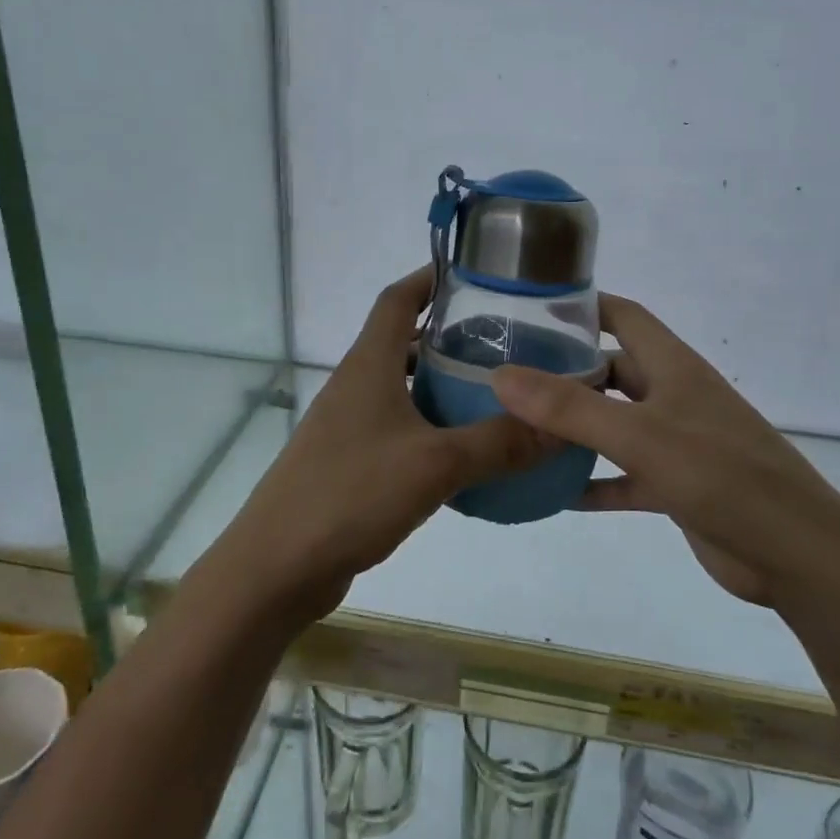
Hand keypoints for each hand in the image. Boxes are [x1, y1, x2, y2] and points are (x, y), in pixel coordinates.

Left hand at [212, 266, 554, 623]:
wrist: (277, 567)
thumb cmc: (351, 495)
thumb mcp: (436, 465)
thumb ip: (500, 443)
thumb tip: (562, 428)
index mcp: (368, 366)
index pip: (397, 299)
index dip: (430, 277)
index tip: (473, 272)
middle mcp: (355, 386)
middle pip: (403, 341)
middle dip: (449, 335)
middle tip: (504, 340)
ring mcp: (348, 426)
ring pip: (402, 388)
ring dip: (441, 384)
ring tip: (493, 392)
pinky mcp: (348, 462)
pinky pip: (398, 428)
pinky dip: (430, 427)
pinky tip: (463, 452)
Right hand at [491, 294, 839, 613]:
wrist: (798, 555)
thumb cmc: (723, 477)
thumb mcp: (640, 436)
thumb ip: (570, 407)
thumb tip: (501, 375)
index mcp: (673, 367)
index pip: (624, 315)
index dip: (582, 306)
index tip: (529, 307)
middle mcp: (673, 396)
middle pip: (611, 371)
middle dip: (565, 370)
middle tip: (507, 376)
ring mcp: (676, 443)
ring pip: (613, 424)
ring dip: (574, 428)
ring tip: (518, 429)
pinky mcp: (676, 486)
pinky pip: (623, 475)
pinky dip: (592, 480)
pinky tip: (552, 493)